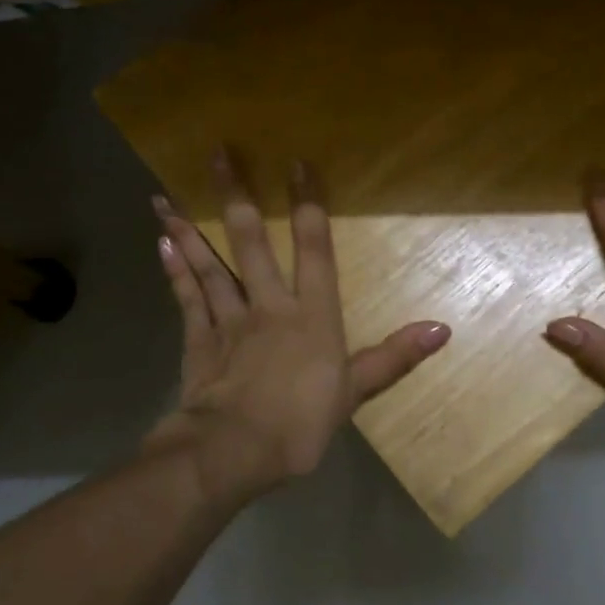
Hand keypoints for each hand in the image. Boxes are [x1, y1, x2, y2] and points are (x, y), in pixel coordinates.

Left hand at [145, 151, 450, 507]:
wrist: (235, 451)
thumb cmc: (301, 423)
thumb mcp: (356, 391)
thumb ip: (394, 356)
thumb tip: (442, 329)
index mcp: (312, 316)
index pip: (314, 251)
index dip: (308, 206)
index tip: (296, 164)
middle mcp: (269, 306)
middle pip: (252, 244)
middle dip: (236, 198)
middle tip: (217, 154)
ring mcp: (229, 321)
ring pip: (209, 265)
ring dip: (189, 230)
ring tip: (165, 196)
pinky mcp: (199, 342)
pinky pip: (188, 300)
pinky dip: (175, 273)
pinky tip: (161, 245)